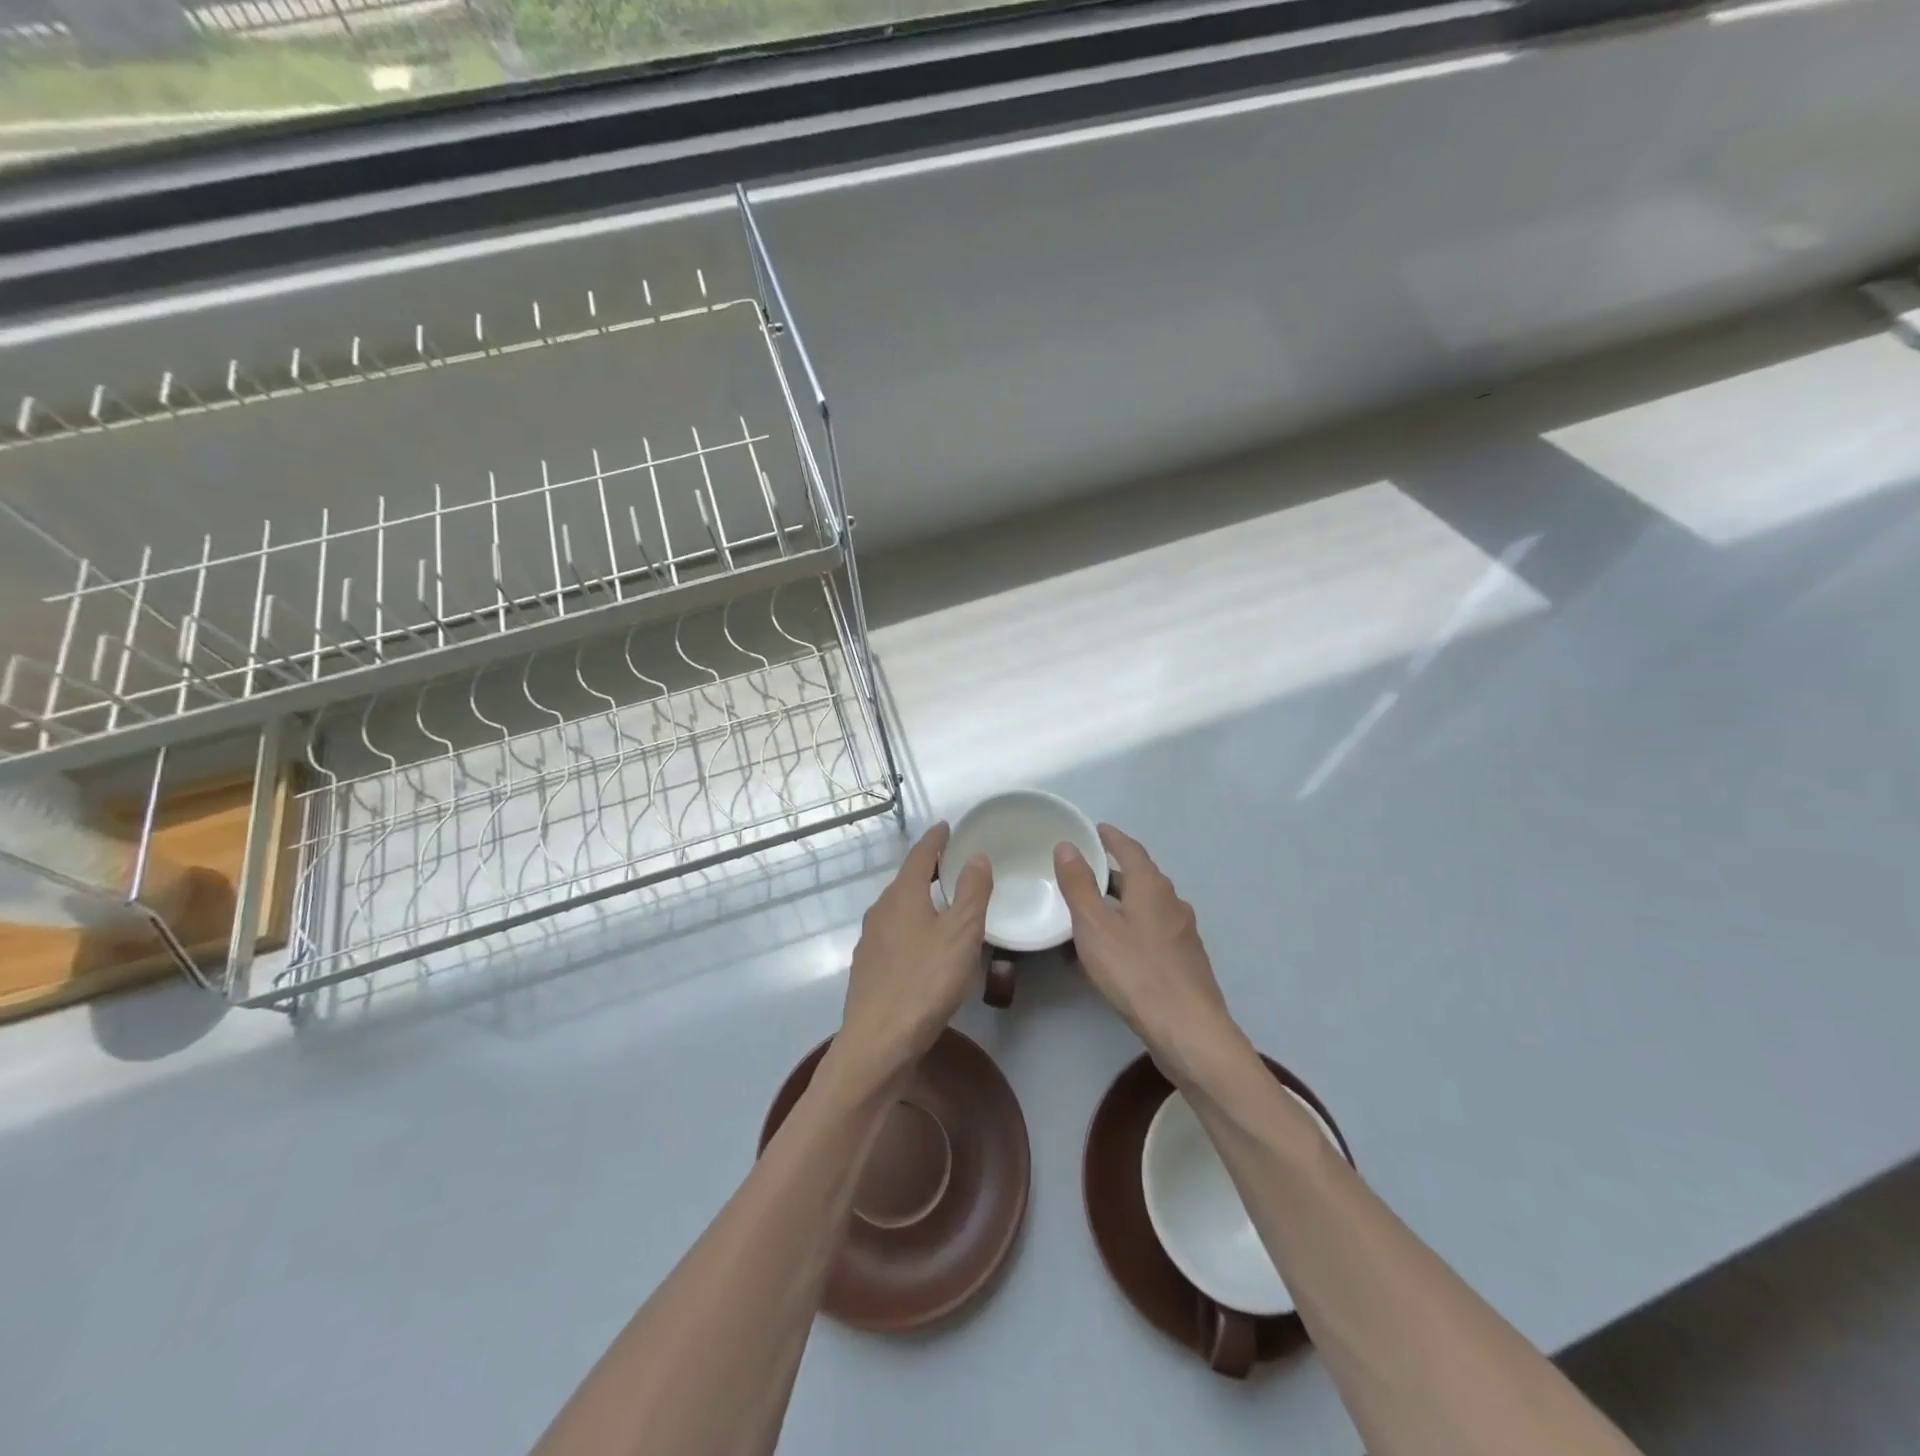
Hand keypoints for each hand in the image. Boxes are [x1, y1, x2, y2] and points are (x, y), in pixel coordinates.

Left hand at [834, 823, 991, 1085]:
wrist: (878, 1043)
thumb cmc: (925, 982)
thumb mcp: (961, 933)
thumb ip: (972, 892)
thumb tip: (977, 858)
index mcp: (902, 895)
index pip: (920, 855)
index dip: (935, 839)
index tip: (947, 827)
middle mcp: (880, 911)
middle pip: (907, 880)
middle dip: (929, 869)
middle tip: (954, 863)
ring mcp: (870, 941)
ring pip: (899, 908)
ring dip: (920, 899)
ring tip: (944, 902)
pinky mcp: (869, 969)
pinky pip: (894, 934)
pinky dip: (913, 926)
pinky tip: (925, 945)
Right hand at [1055, 824, 1248, 1086]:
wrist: (1188, 1030)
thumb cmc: (1135, 971)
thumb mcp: (1094, 926)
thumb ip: (1078, 885)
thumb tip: (1067, 846)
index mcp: (1152, 886)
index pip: (1130, 849)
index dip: (1111, 838)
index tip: (1094, 830)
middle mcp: (1172, 902)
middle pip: (1140, 877)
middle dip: (1113, 872)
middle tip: (1084, 872)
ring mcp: (1183, 933)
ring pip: (1147, 906)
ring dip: (1121, 903)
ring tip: (1093, 911)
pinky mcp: (1185, 961)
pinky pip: (1152, 931)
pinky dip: (1130, 928)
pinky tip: (1115, 949)